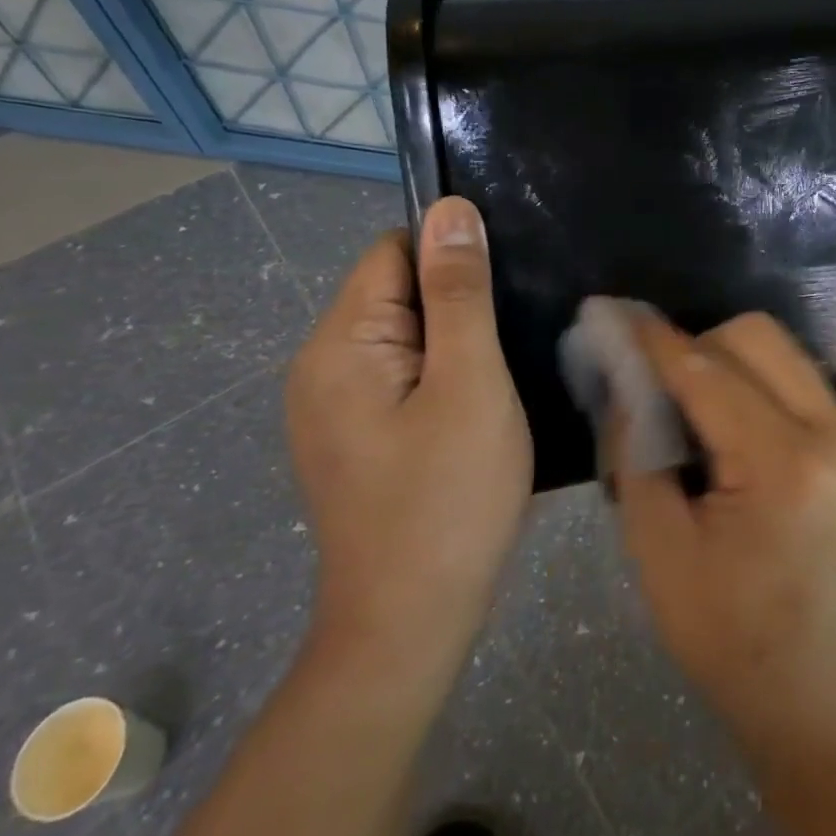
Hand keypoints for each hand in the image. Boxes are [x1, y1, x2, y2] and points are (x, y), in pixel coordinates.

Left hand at [285, 198, 530, 687]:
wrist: (410, 626)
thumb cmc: (448, 498)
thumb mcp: (469, 383)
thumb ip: (459, 293)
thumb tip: (450, 209)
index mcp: (339, 344)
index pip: (394, 252)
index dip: (453, 260)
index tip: (507, 293)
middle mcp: (320, 366)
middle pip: (397, 293)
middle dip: (458, 305)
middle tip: (515, 343)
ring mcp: (332, 408)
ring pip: (405, 338)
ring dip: (456, 344)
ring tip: (504, 376)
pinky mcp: (353, 439)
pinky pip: (401, 378)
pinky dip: (442, 378)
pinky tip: (478, 411)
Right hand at [613, 311, 835, 757]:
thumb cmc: (737, 648)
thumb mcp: (660, 557)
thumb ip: (637, 456)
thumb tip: (627, 386)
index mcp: (788, 469)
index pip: (708, 374)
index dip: (655, 341)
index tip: (613, 314)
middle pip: (758, 338)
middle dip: (698, 345)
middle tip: (656, 383)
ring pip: (784, 355)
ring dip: (730, 365)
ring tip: (692, 412)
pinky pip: (803, 387)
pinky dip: (759, 391)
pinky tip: (734, 436)